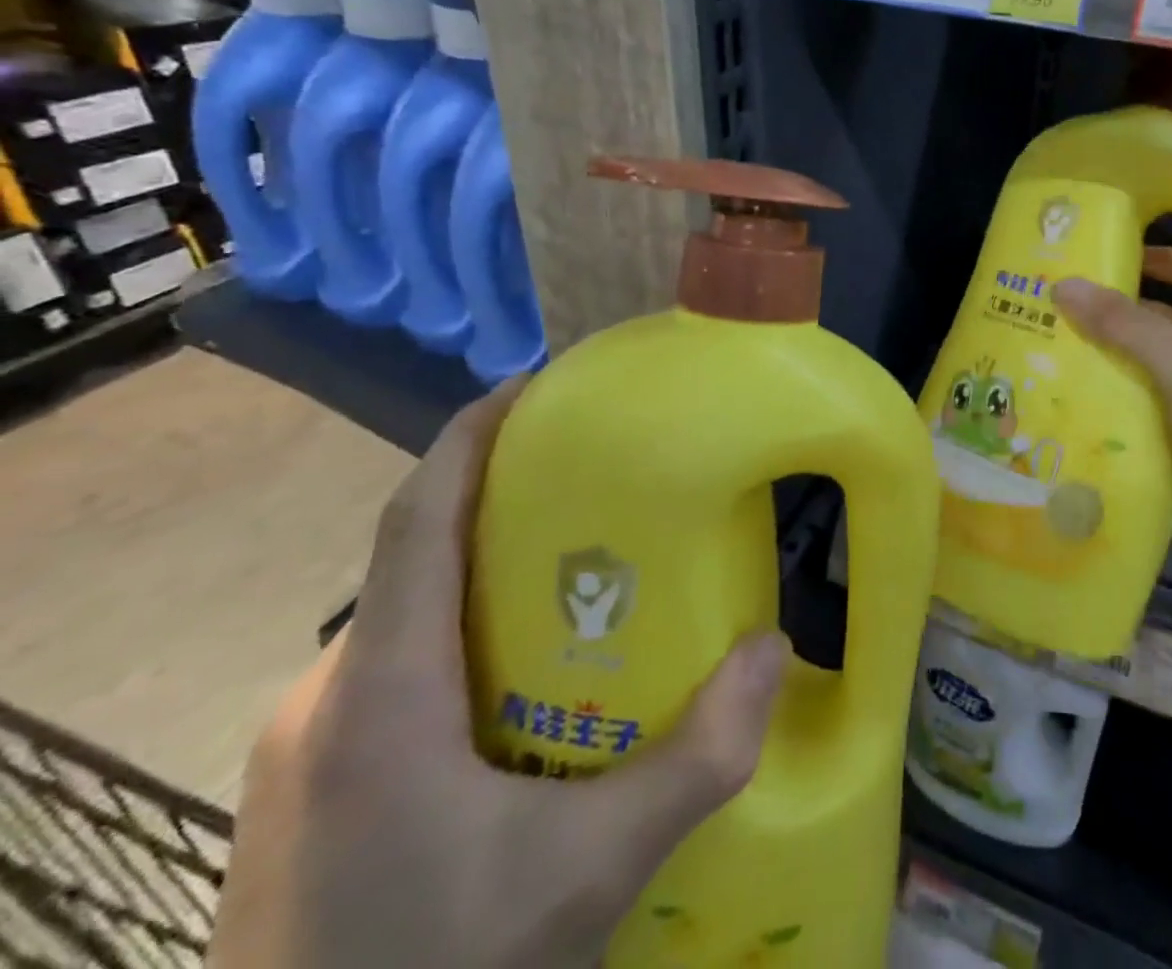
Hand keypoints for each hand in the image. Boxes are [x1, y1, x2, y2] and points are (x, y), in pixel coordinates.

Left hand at [209, 381, 790, 968]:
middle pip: (419, 557)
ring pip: (410, 617)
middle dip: (505, 501)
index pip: (419, 517)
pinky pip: (398, 670)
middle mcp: (330, 698)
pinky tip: (528, 684)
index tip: (535, 384)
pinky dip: (465, 635)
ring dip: (488, 573)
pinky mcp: (311, 792)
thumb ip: (696, 760)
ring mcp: (309, 749)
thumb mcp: (588, 874)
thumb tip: (774, 651)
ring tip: (583, 576)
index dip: (471, 437)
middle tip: (600, 486)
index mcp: (383, 692)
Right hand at [1054, 247, 1171, 562]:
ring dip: (1125, 359)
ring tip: (1067, 343)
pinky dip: (1132, 398)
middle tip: (1073, 305)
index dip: (1162, 262)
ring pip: (1168, 366)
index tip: (1110, 257)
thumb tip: (1065, 286)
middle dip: (1130, 315)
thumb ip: (1124, 323)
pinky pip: (1164, 404)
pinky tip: (1087, 393)